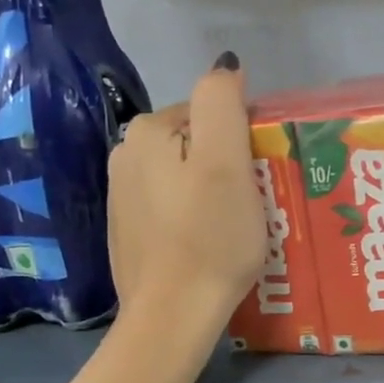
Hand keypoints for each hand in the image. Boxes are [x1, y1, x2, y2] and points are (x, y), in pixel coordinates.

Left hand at [105, 54, 265, 329]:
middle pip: (198, 142)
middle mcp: (125, 156)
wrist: (172, 316)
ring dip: (214, 190)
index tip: (260, 175)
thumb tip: (226, 66)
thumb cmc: (209, 236)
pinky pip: (174, 206)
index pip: (211, 112)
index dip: (243, 139)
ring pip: (186, 175)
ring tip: (238, 226)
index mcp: (147, 132)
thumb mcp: (226, 161)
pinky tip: (210, 243)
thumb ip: (222, 103)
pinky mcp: (130, 230)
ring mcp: (123, 196)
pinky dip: (195, 215)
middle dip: (229, 164)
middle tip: (255, 202)